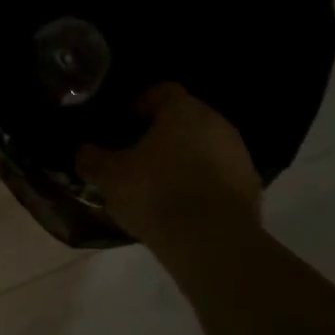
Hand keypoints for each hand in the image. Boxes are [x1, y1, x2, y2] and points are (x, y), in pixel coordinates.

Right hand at [78, 84, 262, 243]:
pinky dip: (202, 182)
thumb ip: (91, 158)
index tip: (123, 123)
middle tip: (137, 154)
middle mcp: (217, 123)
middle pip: (185, 119)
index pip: (161, 91)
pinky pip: (219, 175)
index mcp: (183, 110)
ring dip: (184, 158)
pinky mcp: (251, 187)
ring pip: (204, 147)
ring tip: (159, 183)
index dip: (140, 104)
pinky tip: (183, 206)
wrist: (213, 243)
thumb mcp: (109, 176)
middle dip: (162, 133)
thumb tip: (83, 151)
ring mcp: (238, 155)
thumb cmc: (156, 194)